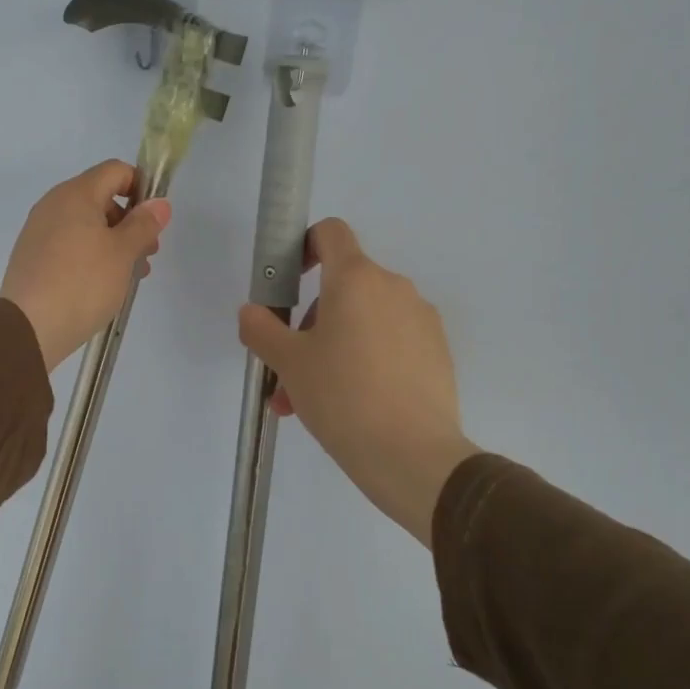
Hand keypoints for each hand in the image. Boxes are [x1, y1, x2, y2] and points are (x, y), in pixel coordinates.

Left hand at [1, 161, 170, 371]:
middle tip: (147, 254)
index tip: (154, 221)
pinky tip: (102, 285)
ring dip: (113, 243)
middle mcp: (54, 204)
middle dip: (130, 222)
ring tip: (129, 277)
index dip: (141, 188)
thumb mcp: (123, 252)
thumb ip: (144, 224)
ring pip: (86, 225)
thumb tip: (159, 203)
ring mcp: (39, 231)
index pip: (116, 171)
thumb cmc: (83, 283)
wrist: (28, 327)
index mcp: (76, 194)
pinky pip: (70, 245)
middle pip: (101, 198)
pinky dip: (91, 256)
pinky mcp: (33, 257)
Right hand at [238, 220, 477, 546]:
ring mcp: (421, 320)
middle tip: (289, 369)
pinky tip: (350, 406)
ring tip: (309, 401)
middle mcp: (394, 288)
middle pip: (343, 286)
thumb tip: (251, 312)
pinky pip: (390, 343)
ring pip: (364, 321)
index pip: (331, 233)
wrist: (413, 456)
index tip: (290, 283)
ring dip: (332, 348)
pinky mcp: (437, 352)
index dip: (305, 246)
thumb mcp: (288, 363)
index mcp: (357, 278)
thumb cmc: (342, 396)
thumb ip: (261, 328)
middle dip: (310, 322)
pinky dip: (365, 361)